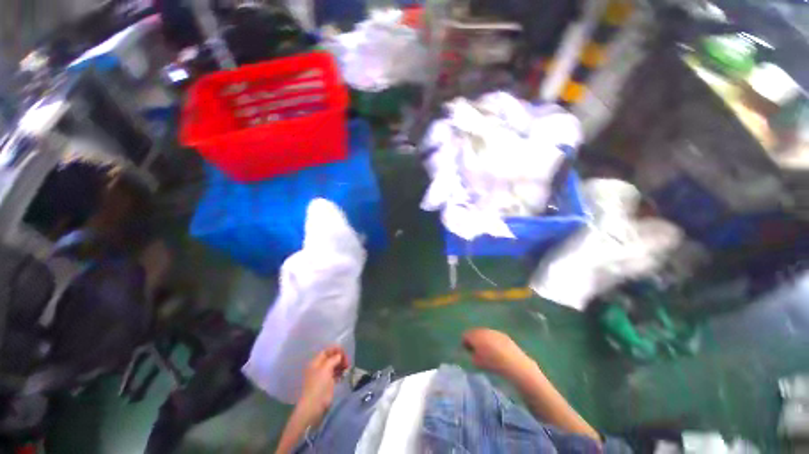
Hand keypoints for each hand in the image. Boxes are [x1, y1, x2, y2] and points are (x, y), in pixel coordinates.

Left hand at [296, 346, 349, 420]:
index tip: (344, 351)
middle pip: (331, 358)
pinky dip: (341, 372)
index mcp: (316, 362)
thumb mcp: (326, 368)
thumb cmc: (318, 384)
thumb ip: (333, 359)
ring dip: (341, 365)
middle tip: (347, 361)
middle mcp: (319, 367)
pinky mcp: (328, 383)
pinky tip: (345, 374)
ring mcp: (324, 376)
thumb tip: (340, 355)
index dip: (335, 349)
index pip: (326, 351)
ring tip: (348, 367)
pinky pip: (336, 374)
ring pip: (334, 366)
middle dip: (340, 357)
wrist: (314, 405)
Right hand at [463, 328, 534, 379]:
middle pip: (475, 332)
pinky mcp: (502, 334)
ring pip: (484, 333)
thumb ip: (471, 355)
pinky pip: (494, 336)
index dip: (465, 343)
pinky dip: (493, 341)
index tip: (468, 352)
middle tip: (477, 351)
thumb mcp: (476, 362)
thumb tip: (472, 352)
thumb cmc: (491, 363)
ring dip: (484, 340)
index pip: (465, 335)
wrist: (512, 362)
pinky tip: (497, 351)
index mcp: (474, 335)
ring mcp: (493, 331)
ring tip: (488, 351)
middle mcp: (483, 330)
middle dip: (474, 340)